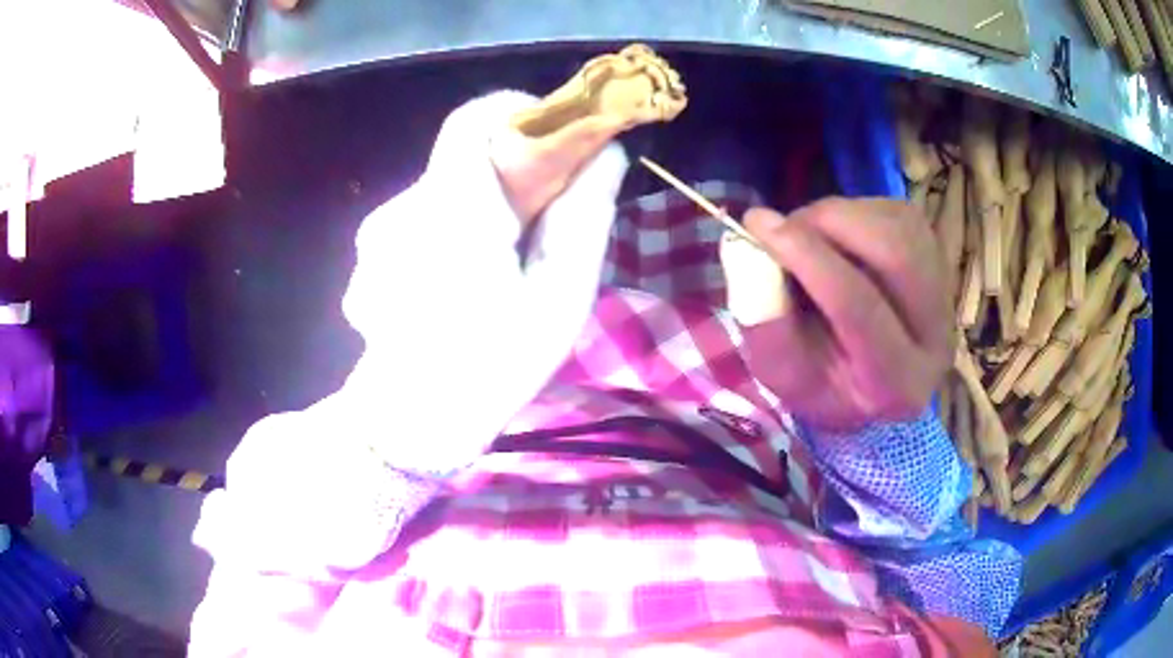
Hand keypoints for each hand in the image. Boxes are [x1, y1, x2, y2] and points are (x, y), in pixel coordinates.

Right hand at [732, 198, 950, 430]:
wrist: (866, 378)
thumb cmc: (820, 382)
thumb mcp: (780, 372)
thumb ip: (763, 321)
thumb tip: (745, 246)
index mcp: (897, 383)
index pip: (860, 309)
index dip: (808, 259)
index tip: (759, 225)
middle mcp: (937, 338)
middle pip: (895, 253)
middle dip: (830, 224)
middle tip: (787, 227)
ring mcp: (945, 292)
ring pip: (898, 225)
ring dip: (841, 215)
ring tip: (809, 237)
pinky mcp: (939, 258)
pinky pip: (898, 213)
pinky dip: (856, 213)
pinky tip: (839, 238)